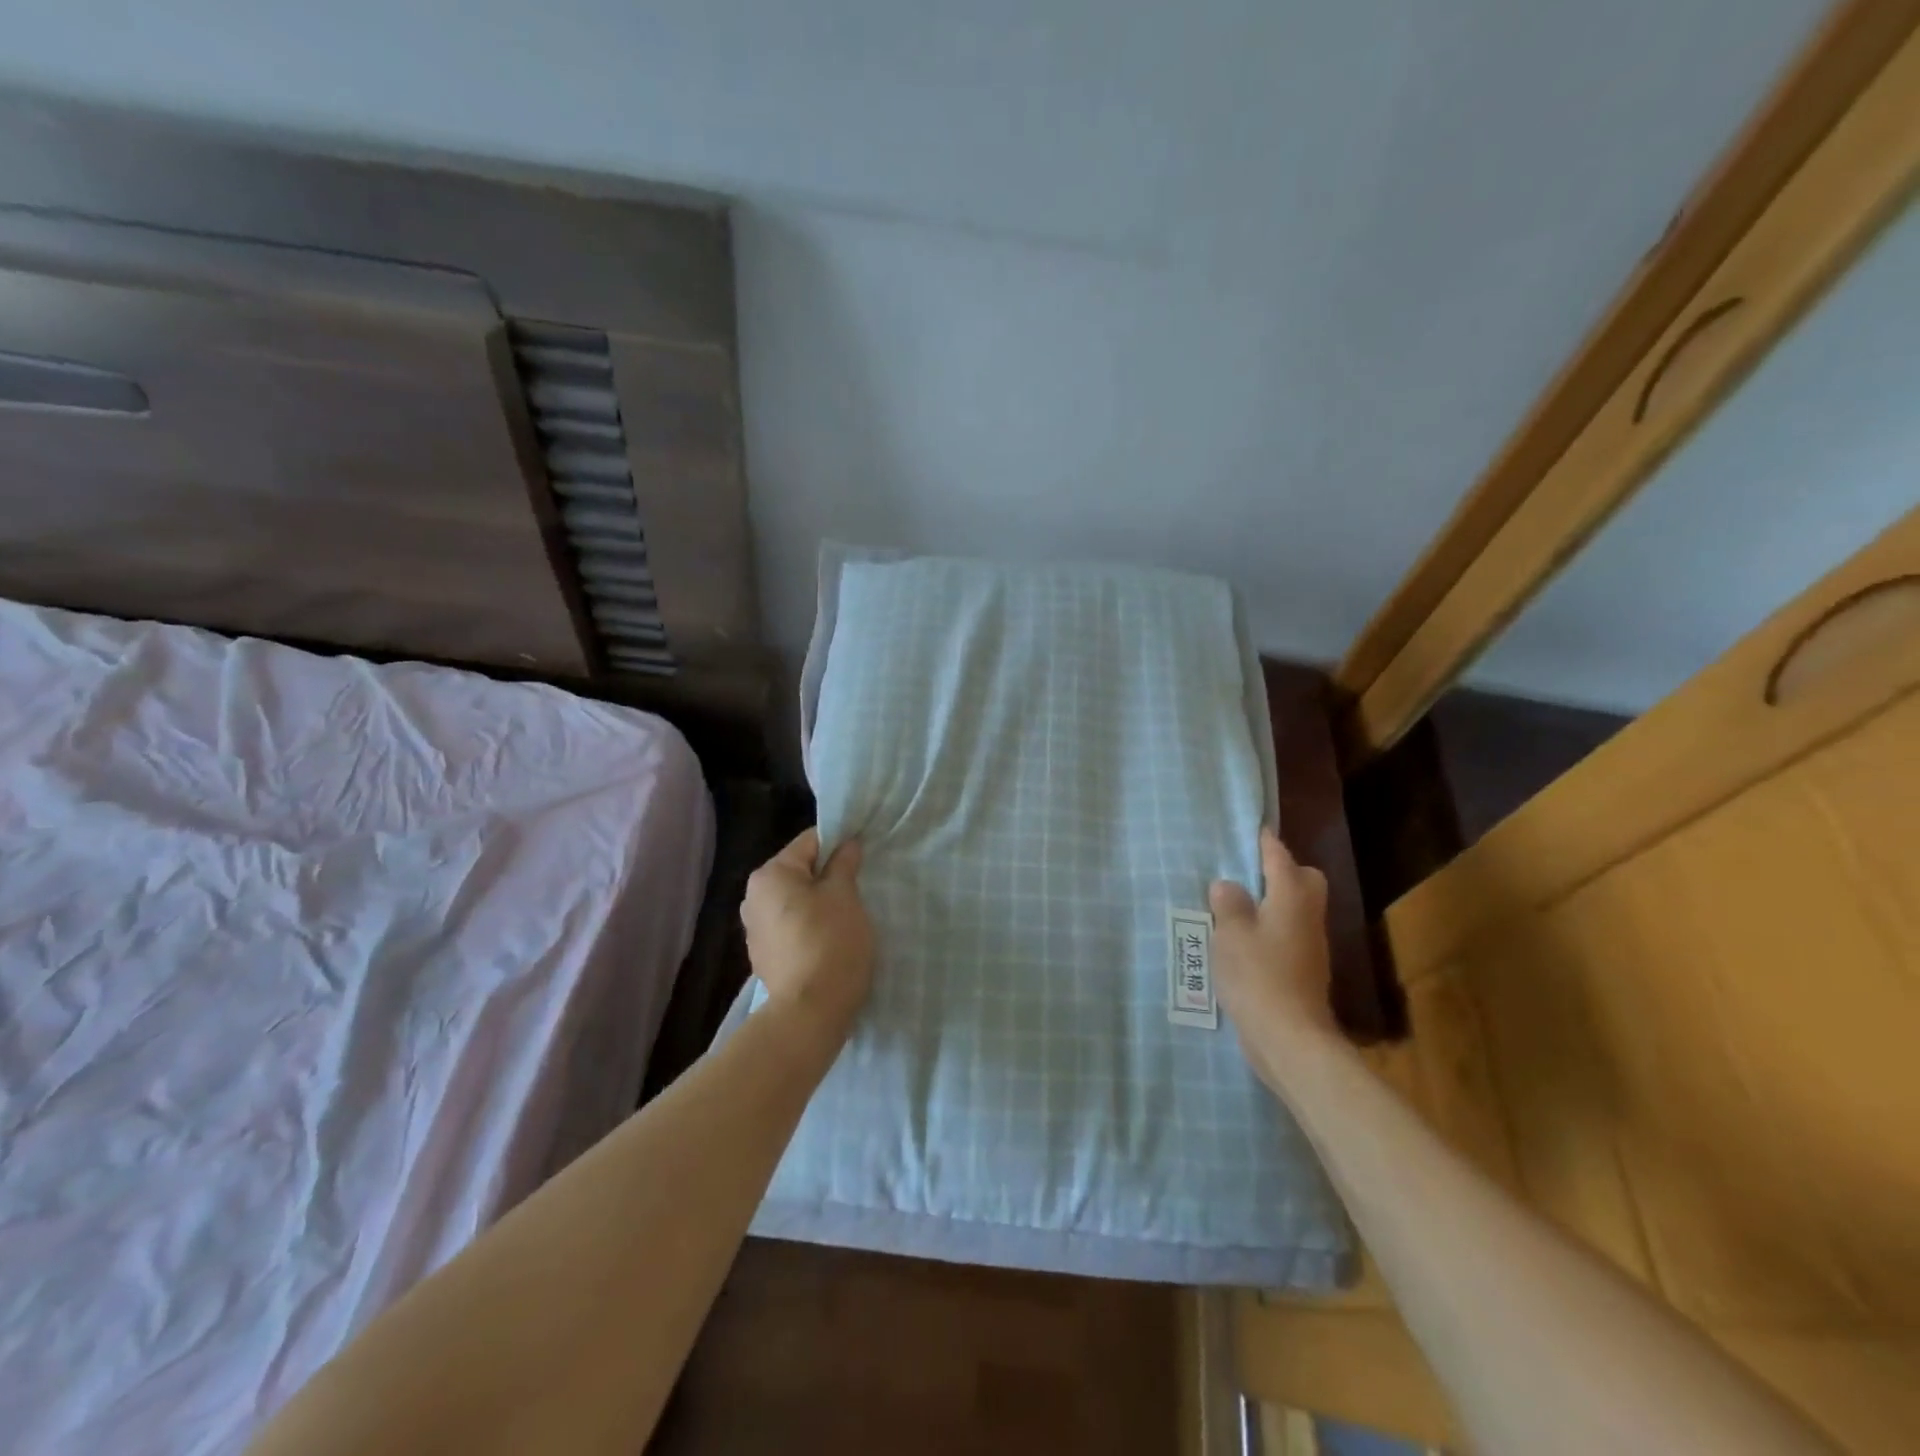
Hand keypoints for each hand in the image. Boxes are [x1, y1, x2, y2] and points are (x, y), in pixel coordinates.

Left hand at [741, 828, 874, 1042]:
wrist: (810, 1012)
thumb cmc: (830, 942)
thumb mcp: (845, 895)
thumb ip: (844, 864)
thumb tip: (847, 844)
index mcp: (770, 875)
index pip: (810, 842)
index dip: (839, 845)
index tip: (862, 860)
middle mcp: (753, 897)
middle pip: (799, 872)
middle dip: (828, 877)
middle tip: (858, 890)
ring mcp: (755, 930)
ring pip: (795, 902)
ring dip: (819, 904)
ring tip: (846, 919)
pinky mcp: (764, 957)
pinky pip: (790, 928)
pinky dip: (809, 928)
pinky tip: (829, 943)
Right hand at [1209, 826, 1338, 1087]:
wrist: (1289, 1037)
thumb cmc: (1258, 975)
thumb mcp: (1231, 933)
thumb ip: (1228, 904)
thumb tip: (1228, 885)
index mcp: (1292, 897)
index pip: (1280, 857)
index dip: (1265, 842)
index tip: (1252, 829)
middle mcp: (1308, 916)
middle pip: (1304, 880)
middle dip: (1282, 871)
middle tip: (1247, 874)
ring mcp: (1310, 946)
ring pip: (1297, 909)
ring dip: (1274, 902)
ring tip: (1237, 905)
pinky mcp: (1305, 971)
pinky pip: (1288, 934)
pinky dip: (1271, 929)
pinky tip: (1244, 941)